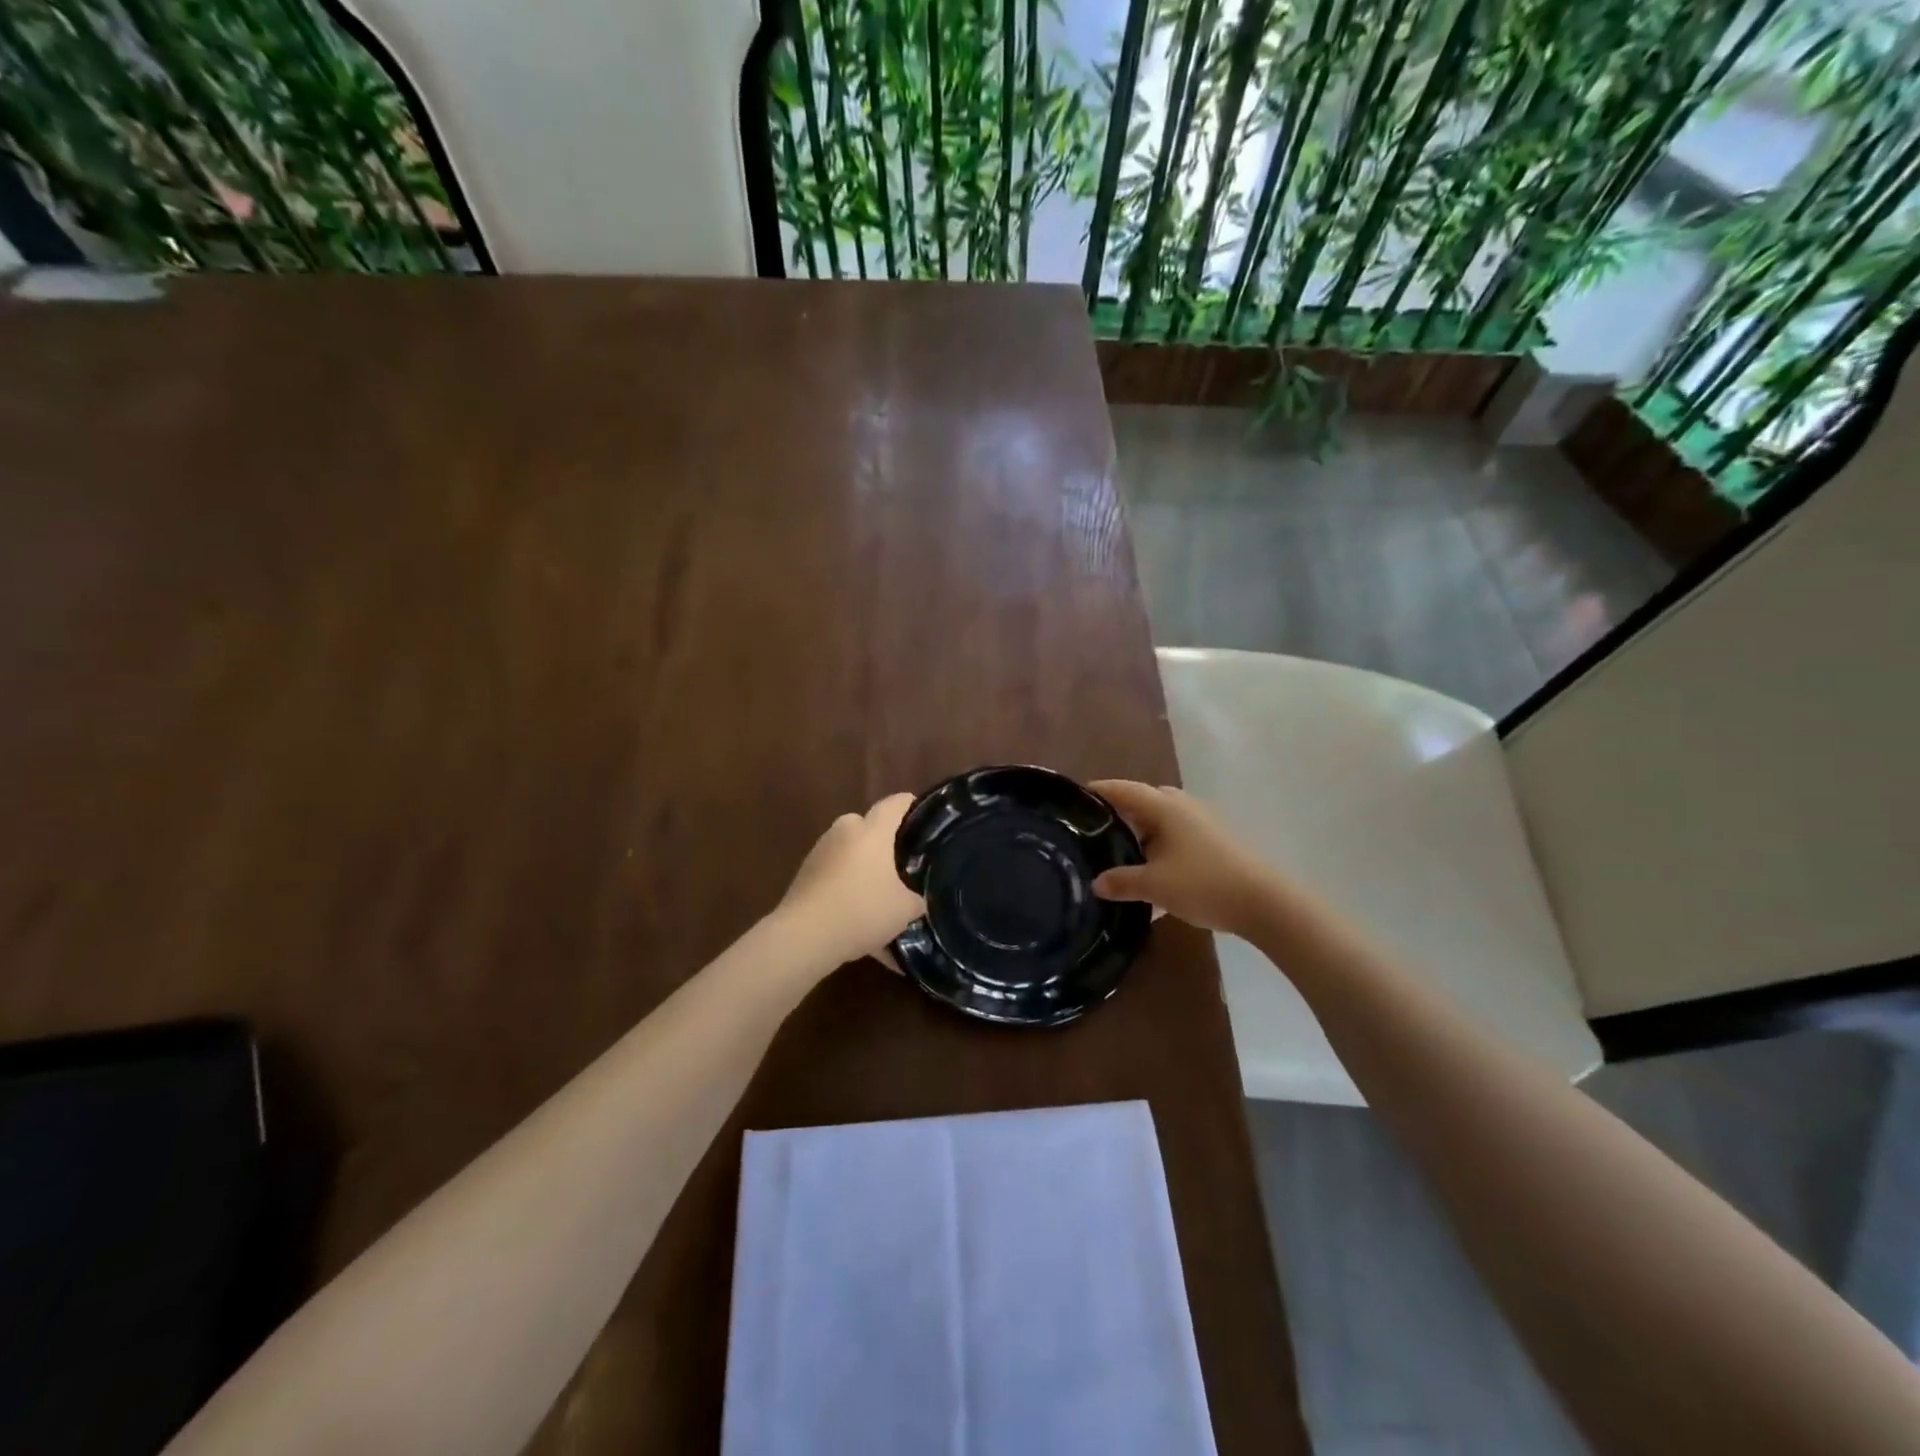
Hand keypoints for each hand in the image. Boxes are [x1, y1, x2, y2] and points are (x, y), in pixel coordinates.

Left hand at [779, 794, 924, 965]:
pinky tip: (856, 912)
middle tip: (902, 864)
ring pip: (850, 849)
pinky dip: (846, 884)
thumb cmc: (861, 911)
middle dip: (884, 841)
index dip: (911, 805)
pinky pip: (835, 871)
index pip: (895, 803)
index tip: (925, 817)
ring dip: (863, 864)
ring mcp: (820, 850)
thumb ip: (915, 898)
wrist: (804, 937)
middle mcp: (844, 831)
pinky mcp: (805, 872)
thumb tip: (915, 898)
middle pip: (869, 825)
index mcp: (872, 831)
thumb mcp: (904, 910)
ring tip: (879, 893)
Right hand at [1088, 780, 1277, 936]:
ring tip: (1120, 855)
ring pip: (1162, 821)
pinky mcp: (1215, 842)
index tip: (1075, 797)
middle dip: (1119, 814)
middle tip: (1095, 831)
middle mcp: (1182, 807)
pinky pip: (1177, 838)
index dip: (1098, 791)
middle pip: (1143, 801)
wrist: (1265, 903)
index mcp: (1164, 806)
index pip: (1122, 790)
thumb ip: (1122, 882)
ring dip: (1141, 834)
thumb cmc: (1204, 883)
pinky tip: (1153, 876)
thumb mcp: (1155, 886)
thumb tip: (1096, 883)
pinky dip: (1160, 849)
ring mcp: (1202, 823)